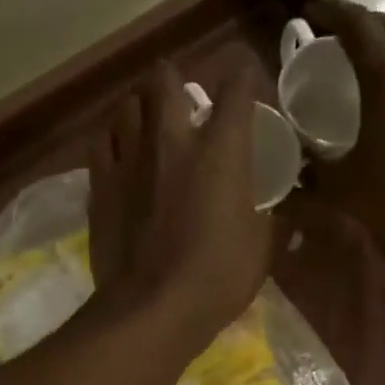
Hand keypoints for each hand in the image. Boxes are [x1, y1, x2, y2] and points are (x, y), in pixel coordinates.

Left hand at [88, 59, 271, 343]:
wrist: (151, 308)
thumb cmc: (217, 278)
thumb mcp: (262, 252)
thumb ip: (273, 224)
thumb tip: (284, 219)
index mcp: (221, 150)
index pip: (236, 89)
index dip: (244, 76)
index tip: (247, 79)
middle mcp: (171, 140)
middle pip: (165, 81)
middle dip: (175, 79)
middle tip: (182, 96)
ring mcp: (130, 159)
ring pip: (127, 105)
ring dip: (140, 105)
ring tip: (147, 119)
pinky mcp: (100, 184)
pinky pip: (101, 142)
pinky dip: (113, 138)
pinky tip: (119, 151)